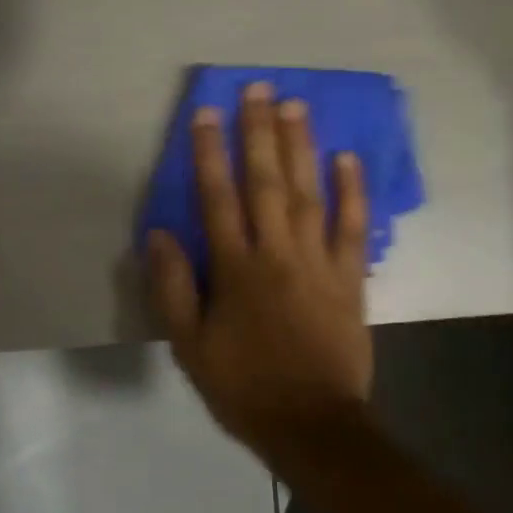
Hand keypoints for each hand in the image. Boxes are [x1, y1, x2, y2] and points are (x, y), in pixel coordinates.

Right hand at [146, 82, 372, 454]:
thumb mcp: (190, 346)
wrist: (312, 423)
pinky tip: (348, 159)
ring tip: (296, 106)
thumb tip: (159, 234)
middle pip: (266, 183)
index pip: (218, 198)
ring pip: (309, 194)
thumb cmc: (244, 387)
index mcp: (236, 270)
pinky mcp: (349, 279)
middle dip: (259, 133)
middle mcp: (278, 254)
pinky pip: (352, 227)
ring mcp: (319, 263)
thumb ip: (174, 288)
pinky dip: (352, 192)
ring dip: (302, 148)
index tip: (207, 113)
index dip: (210, 153)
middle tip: (259, 88)